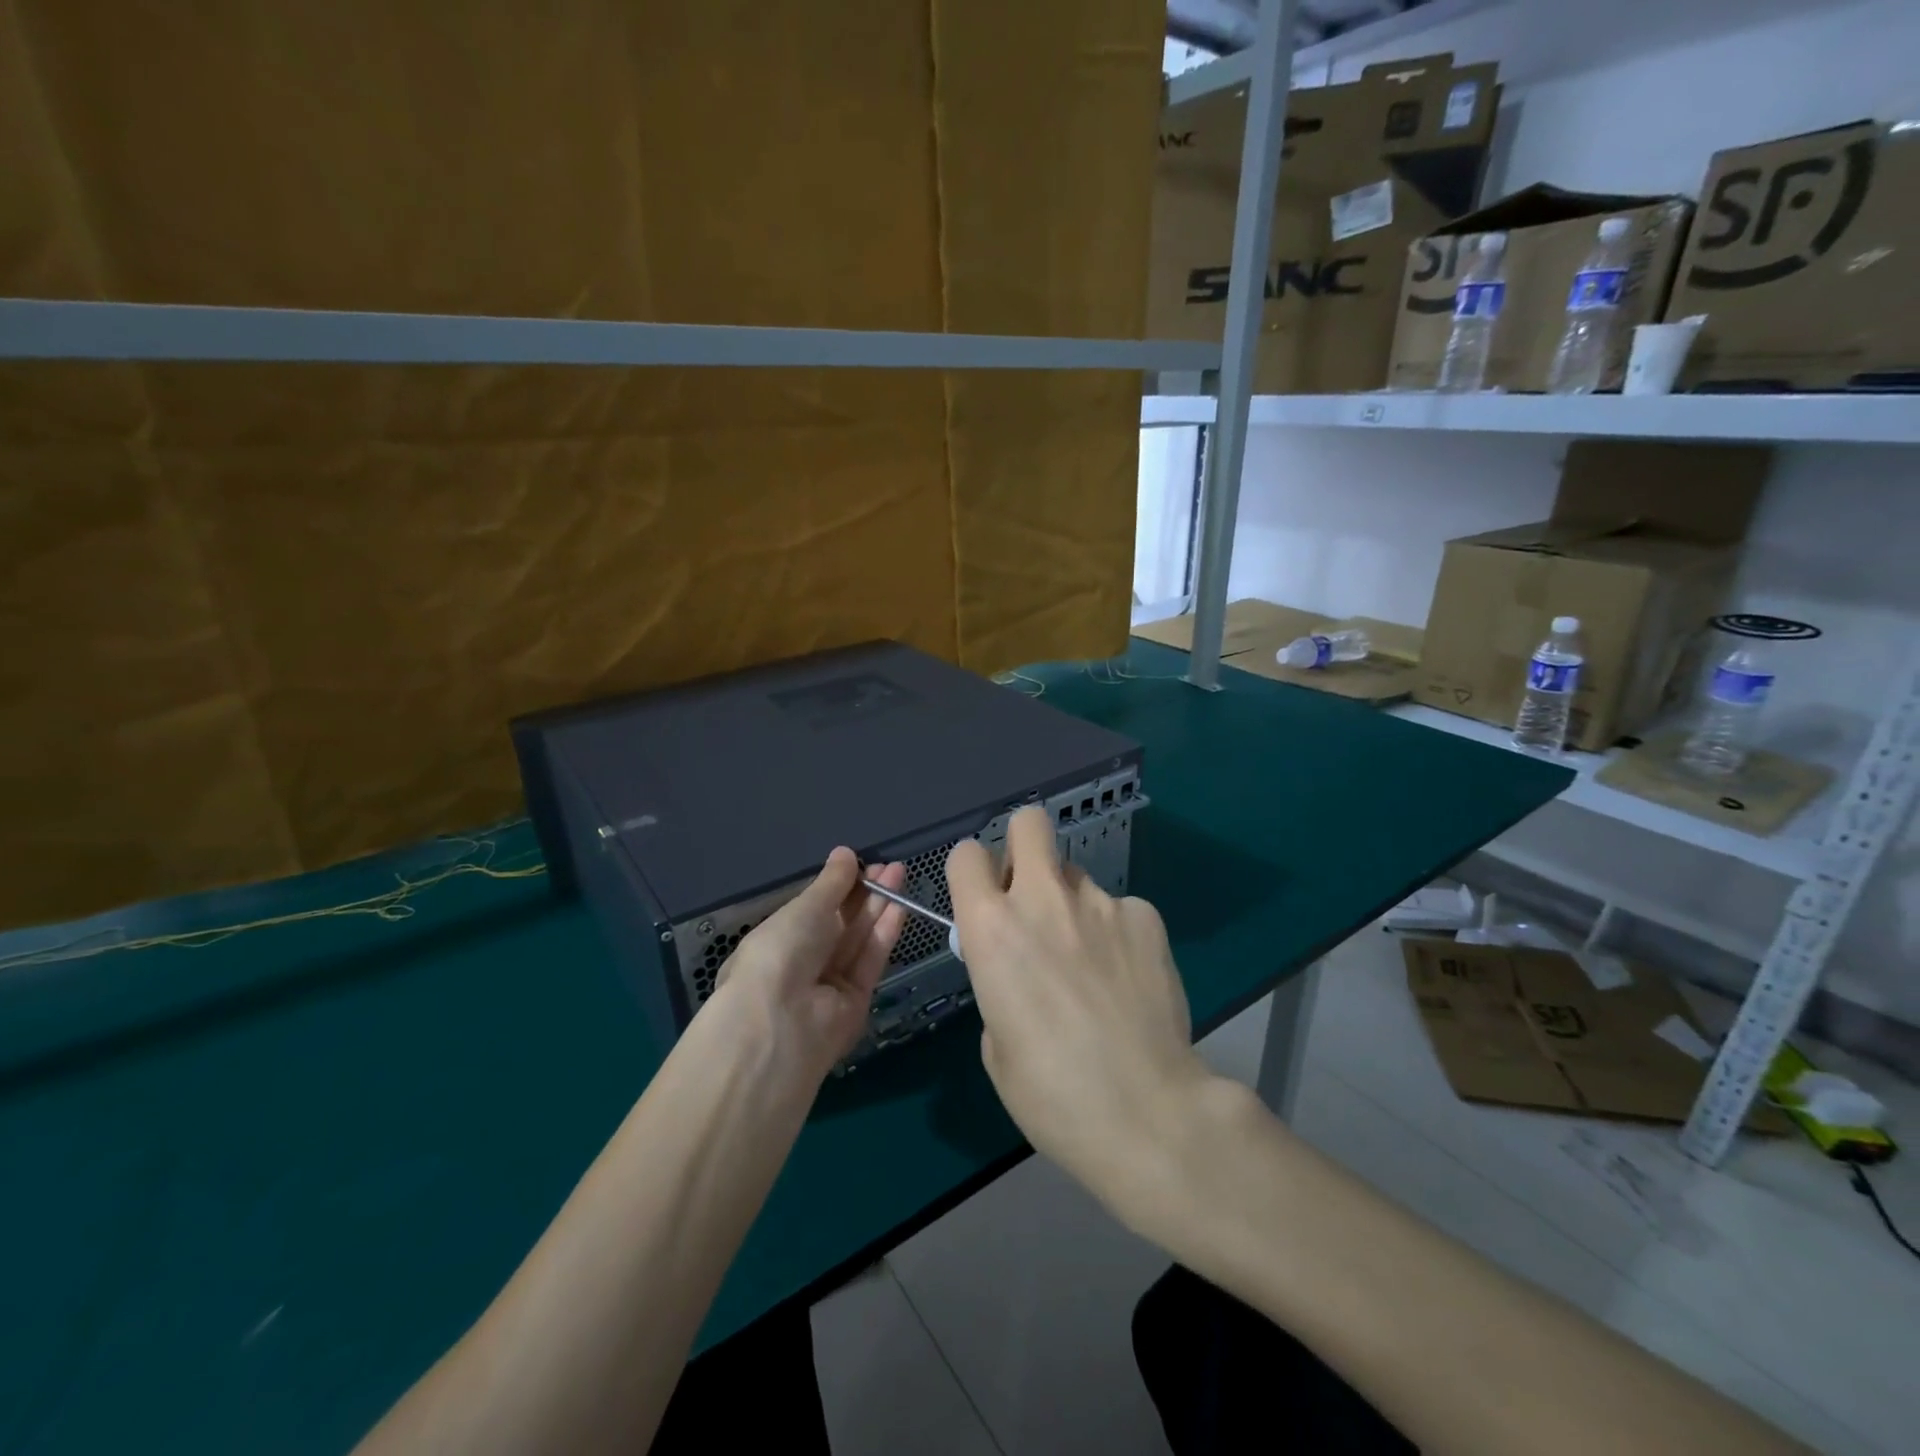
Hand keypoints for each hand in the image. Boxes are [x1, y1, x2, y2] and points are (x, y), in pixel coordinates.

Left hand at [708, 849, 906, 1087]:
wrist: (781, 1021)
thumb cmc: (780, 951)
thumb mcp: (804, 908)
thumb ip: (831, 883)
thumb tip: (844, 853)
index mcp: (779, 939)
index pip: (814, 909)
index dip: (839, 886)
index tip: (861, 863)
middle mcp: (804, 961)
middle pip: (841, 922)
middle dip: (865, 892)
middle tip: (889, 866)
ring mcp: (830, 983)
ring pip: (859, 939)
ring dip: (880, 906)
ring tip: (900, 874)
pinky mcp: (856, 1001)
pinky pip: (871, 960)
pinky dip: (885, 932)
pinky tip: (900, 905)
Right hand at [946, 807, 1213, 1224]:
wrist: (1147, 1113)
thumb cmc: (1052, 1093)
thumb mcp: (996, 1041)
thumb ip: (998, 981)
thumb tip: (1019, 966)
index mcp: (992, 928)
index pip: (967, 855)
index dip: (972, 873)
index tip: (984, 900)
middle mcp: (1044, 899)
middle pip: (1029, 822)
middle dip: (1024, 846)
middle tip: (1032, 895)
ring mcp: (1101, 902)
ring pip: (1076, 876)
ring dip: (1072, 904)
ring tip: (1090, 961)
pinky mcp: (1146, 916)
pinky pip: (1119, 908)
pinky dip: (1116, 932)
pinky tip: (1127, 978)